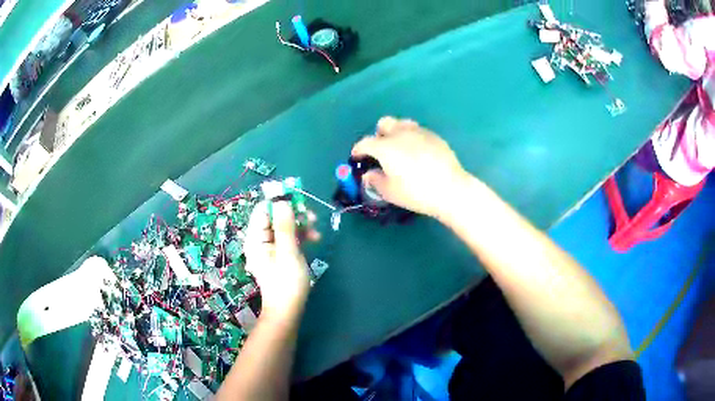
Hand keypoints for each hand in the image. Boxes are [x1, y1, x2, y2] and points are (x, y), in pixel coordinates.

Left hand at [244, 201, 317, 318]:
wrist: (288, 310)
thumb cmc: (287, 283)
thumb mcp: (288, 253)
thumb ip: (285, 226)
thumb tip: (282, 200)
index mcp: (255, 238)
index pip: (263, 210)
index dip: (279, 202)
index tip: (299, 200)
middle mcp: (259, 240)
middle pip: (274, 216)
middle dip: (293, 214)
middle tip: (312, 218)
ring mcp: (269, 247)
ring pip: (283, 226)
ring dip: (300, 225)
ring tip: (316, 233)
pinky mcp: (279, 254)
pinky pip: (288, 237)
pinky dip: (300, 236)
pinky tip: (314, 240)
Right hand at [351, 117, 472, 218]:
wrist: (450, 189)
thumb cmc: (416, 192)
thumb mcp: (389, 192)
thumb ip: (374, 181)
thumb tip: (369, 174)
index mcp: (385, 147)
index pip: (365, 142)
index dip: (358, 149)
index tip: (356, 156)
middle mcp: (400, 133)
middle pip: (384, 124)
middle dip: (378, 135)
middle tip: (380, 151)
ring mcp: (419, 132)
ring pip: (402, 124)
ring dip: (396, 132)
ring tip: (400, 148)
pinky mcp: (434, 136)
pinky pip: (417, 131)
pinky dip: (412, 138)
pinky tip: (418, 153)